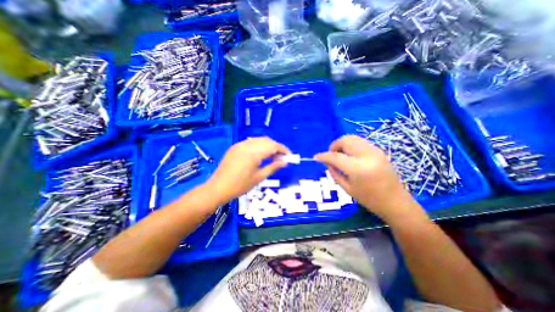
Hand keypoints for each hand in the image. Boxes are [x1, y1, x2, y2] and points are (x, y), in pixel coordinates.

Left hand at [204, 136, 290, 201]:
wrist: (218, 188)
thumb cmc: (240, 186)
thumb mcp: (259, 177)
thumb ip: (273, 167)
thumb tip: (285, 162)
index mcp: (254, 152)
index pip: (273, 146)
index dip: (283, 150)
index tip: (289, 156)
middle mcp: (247, 145)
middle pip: (267, 141)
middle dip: (276, 147)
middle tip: (281, 158)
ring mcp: (240, 144)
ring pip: (259, 140)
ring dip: (268, 146)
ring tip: (273, 157)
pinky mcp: (235, 147)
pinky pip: (251, 143)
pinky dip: (259, 146)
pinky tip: (261, 155)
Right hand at [314, 135, 418, 220]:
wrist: (395, 201)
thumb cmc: (369, 199)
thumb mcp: (347, 188)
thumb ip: (334, 173)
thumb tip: (326, 162)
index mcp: (358, 168)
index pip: (335, 156)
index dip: (323, 156)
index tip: (316, 157)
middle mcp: (366, 155)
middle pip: (345, 140)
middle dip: (334, 146)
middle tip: (331, 156)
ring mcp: (374, 151)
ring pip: (353, 138)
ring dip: (342, 144)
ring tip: (340, 155)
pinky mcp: (378, 150)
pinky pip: (360, 141)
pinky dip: (351, 145)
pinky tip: (350, 155)